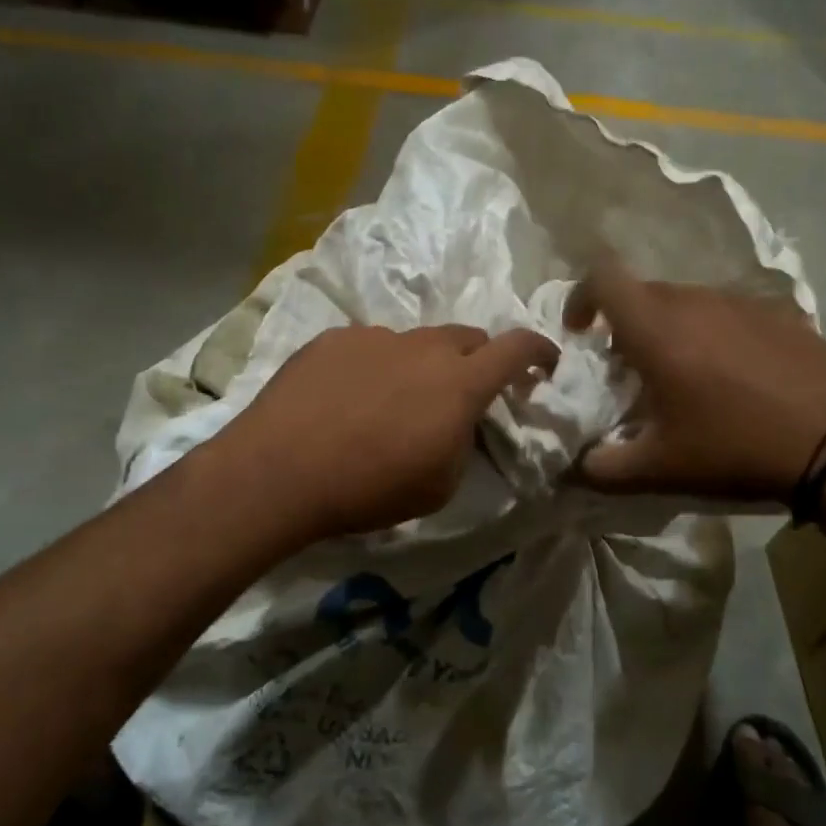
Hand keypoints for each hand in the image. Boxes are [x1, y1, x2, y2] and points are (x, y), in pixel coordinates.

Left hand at [221, 324, 560, 542]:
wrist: (280, 472)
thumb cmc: (369, 488)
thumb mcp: (439, 484)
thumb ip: (462, 441)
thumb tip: (456, 422)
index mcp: (459, 383)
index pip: (516, 348)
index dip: (539, 350)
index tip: (545, 362)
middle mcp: (422, 347)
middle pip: (468, 337)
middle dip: (478, 360)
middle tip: (465, 392)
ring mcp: (375, 337)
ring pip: (416, 342)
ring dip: (422, 365)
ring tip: (395, 403)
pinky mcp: (333, 339)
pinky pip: (371, 346)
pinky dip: (377, 366)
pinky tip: (350, 399)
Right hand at [564, 261, 825, 501]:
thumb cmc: (733, 448)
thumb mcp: (658, 470)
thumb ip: (601, 468)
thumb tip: (573, 466)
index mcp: (656, 328)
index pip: (602, 278)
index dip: (581, 297)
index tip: (581, 333)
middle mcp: (695, 301)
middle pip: (645, 293)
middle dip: (626, 323)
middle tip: (632, 368)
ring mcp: (742, 302)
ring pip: (689, 301)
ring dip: (672, 328)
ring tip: (686, 374)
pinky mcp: (781, 313)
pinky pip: (730, 313)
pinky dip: (716, 334)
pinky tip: (736, 375)